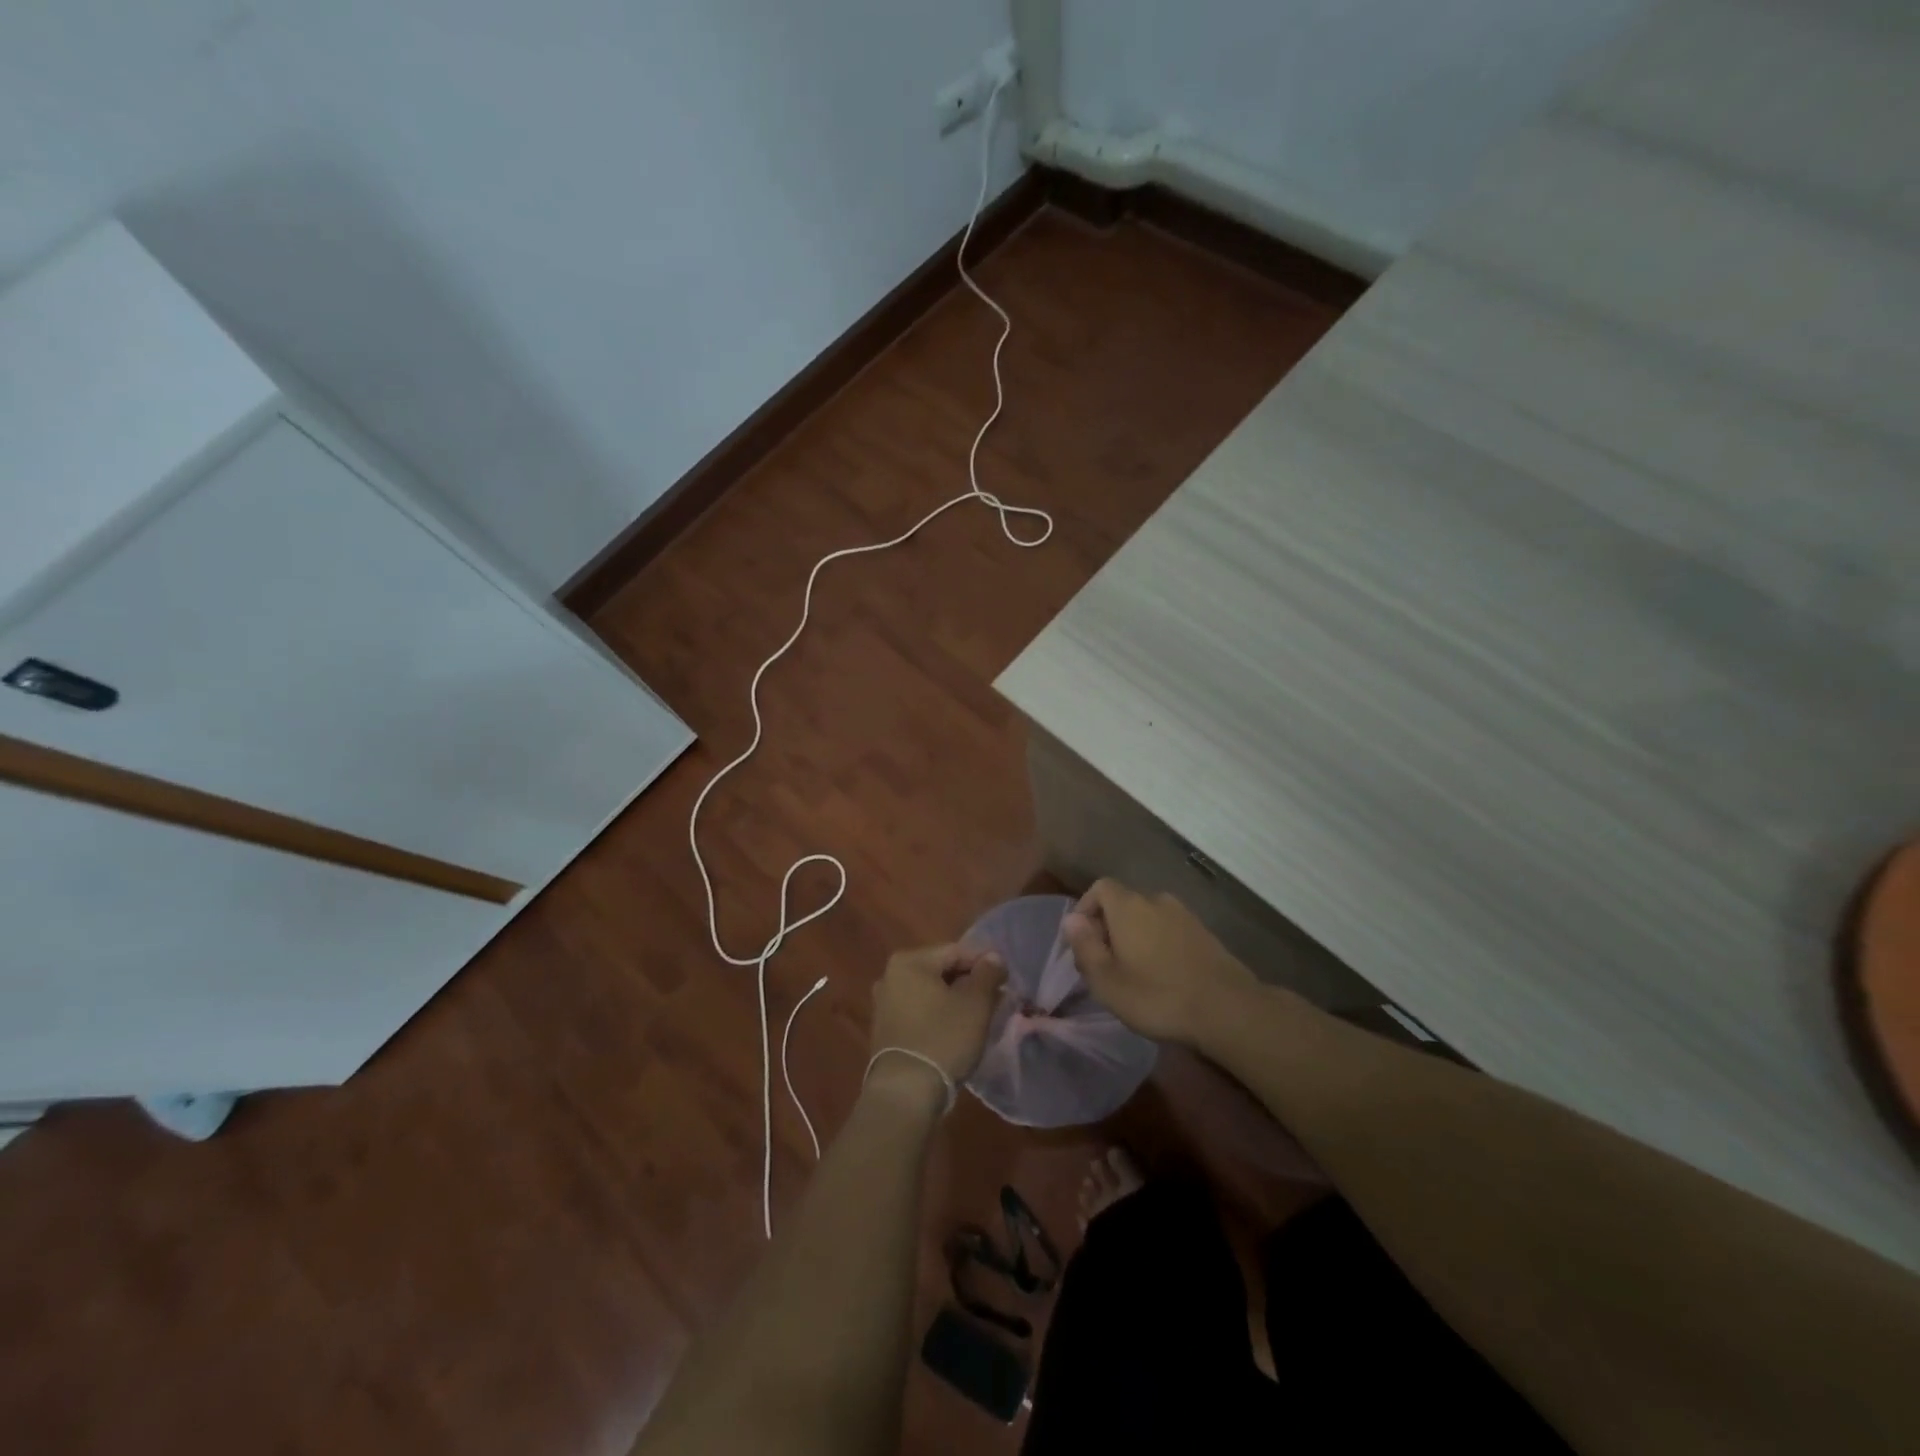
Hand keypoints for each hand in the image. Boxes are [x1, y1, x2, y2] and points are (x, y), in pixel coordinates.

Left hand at [868, 943, 1007, 1102]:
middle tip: (996, 1000)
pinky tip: (957, 1031)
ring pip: (932, 992)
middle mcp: (891, 975)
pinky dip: (939, 1016)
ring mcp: (885, 1003)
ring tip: (981, 1017)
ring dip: (956, 1000)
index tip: (1006, 980)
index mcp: (909, 961)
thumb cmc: (943, 1039)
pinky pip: (920, 1012)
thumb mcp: (975, 1003)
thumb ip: (988, 973)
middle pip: (942, 970)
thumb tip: (994, 957)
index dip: (985, 963)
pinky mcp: (886, 1029)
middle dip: (971, 982)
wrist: (905, 1093)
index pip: (957, 951)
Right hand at [1062, 879, 1257, 1045]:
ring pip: (1149, 917)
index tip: (1082, 940)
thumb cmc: (1157, 996)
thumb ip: (1085, 947)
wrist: (1227, 1009)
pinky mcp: (1205, 933)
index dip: (1086, 908)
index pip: (1100, 888)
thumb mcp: (1107, 981)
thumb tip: (1071, 920)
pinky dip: (1160, 943)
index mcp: (1129, 906)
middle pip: (1124, 902)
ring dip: (1136, 936)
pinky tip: (1163, 974)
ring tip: (1134, 971)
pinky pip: (1170, 929)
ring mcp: (1184, 915)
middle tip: (1105, 963)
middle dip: (1109, 926)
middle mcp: (1156, 900)